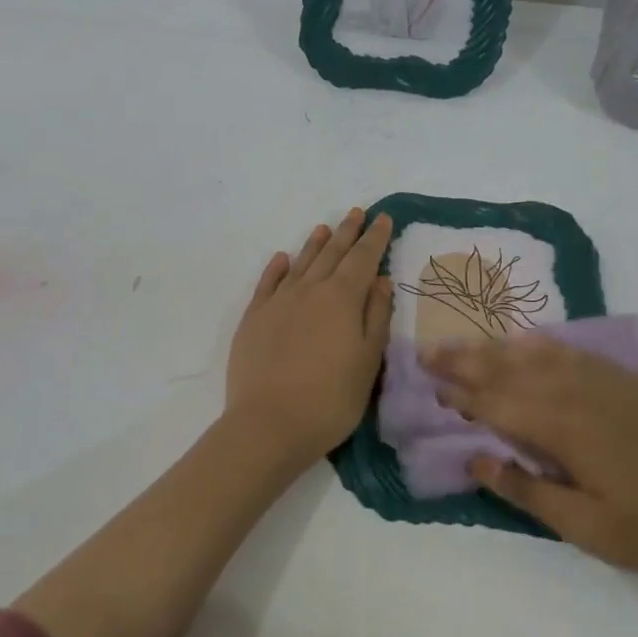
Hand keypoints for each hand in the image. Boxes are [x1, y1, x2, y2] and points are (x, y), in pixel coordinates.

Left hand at [225, 209, 394, 469]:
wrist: (268, 424)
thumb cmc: (330, 399)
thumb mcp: (368, 361)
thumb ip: (376, 316)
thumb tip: (379, 280)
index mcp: (342, 298)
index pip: (363, 259)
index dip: (374, 238)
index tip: (383, 219)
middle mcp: (309, 290)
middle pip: (332, 253)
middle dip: (347, 232)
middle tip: (357, 213)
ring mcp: (278, 302)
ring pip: (301, 262)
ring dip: (315, 244)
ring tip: (324, 228)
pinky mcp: (254, 318)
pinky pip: (267, 283)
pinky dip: (277, 268)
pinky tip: (282, 259)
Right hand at [422, 336, 637, 589]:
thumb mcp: (589, 528)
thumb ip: (528, 489)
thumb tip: (475, 458)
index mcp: (562, 427)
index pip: (496, 403)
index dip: (461, 394)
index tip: (429, 384)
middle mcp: (575, 391)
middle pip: (508, 369)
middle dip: (465, 361)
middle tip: (428, 352)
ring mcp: (602, 379)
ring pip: (534, 354)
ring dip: (494, 348)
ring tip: (463, 343)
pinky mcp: (624, 379)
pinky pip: (568, 350)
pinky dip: (538, 343)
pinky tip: (526, 341)